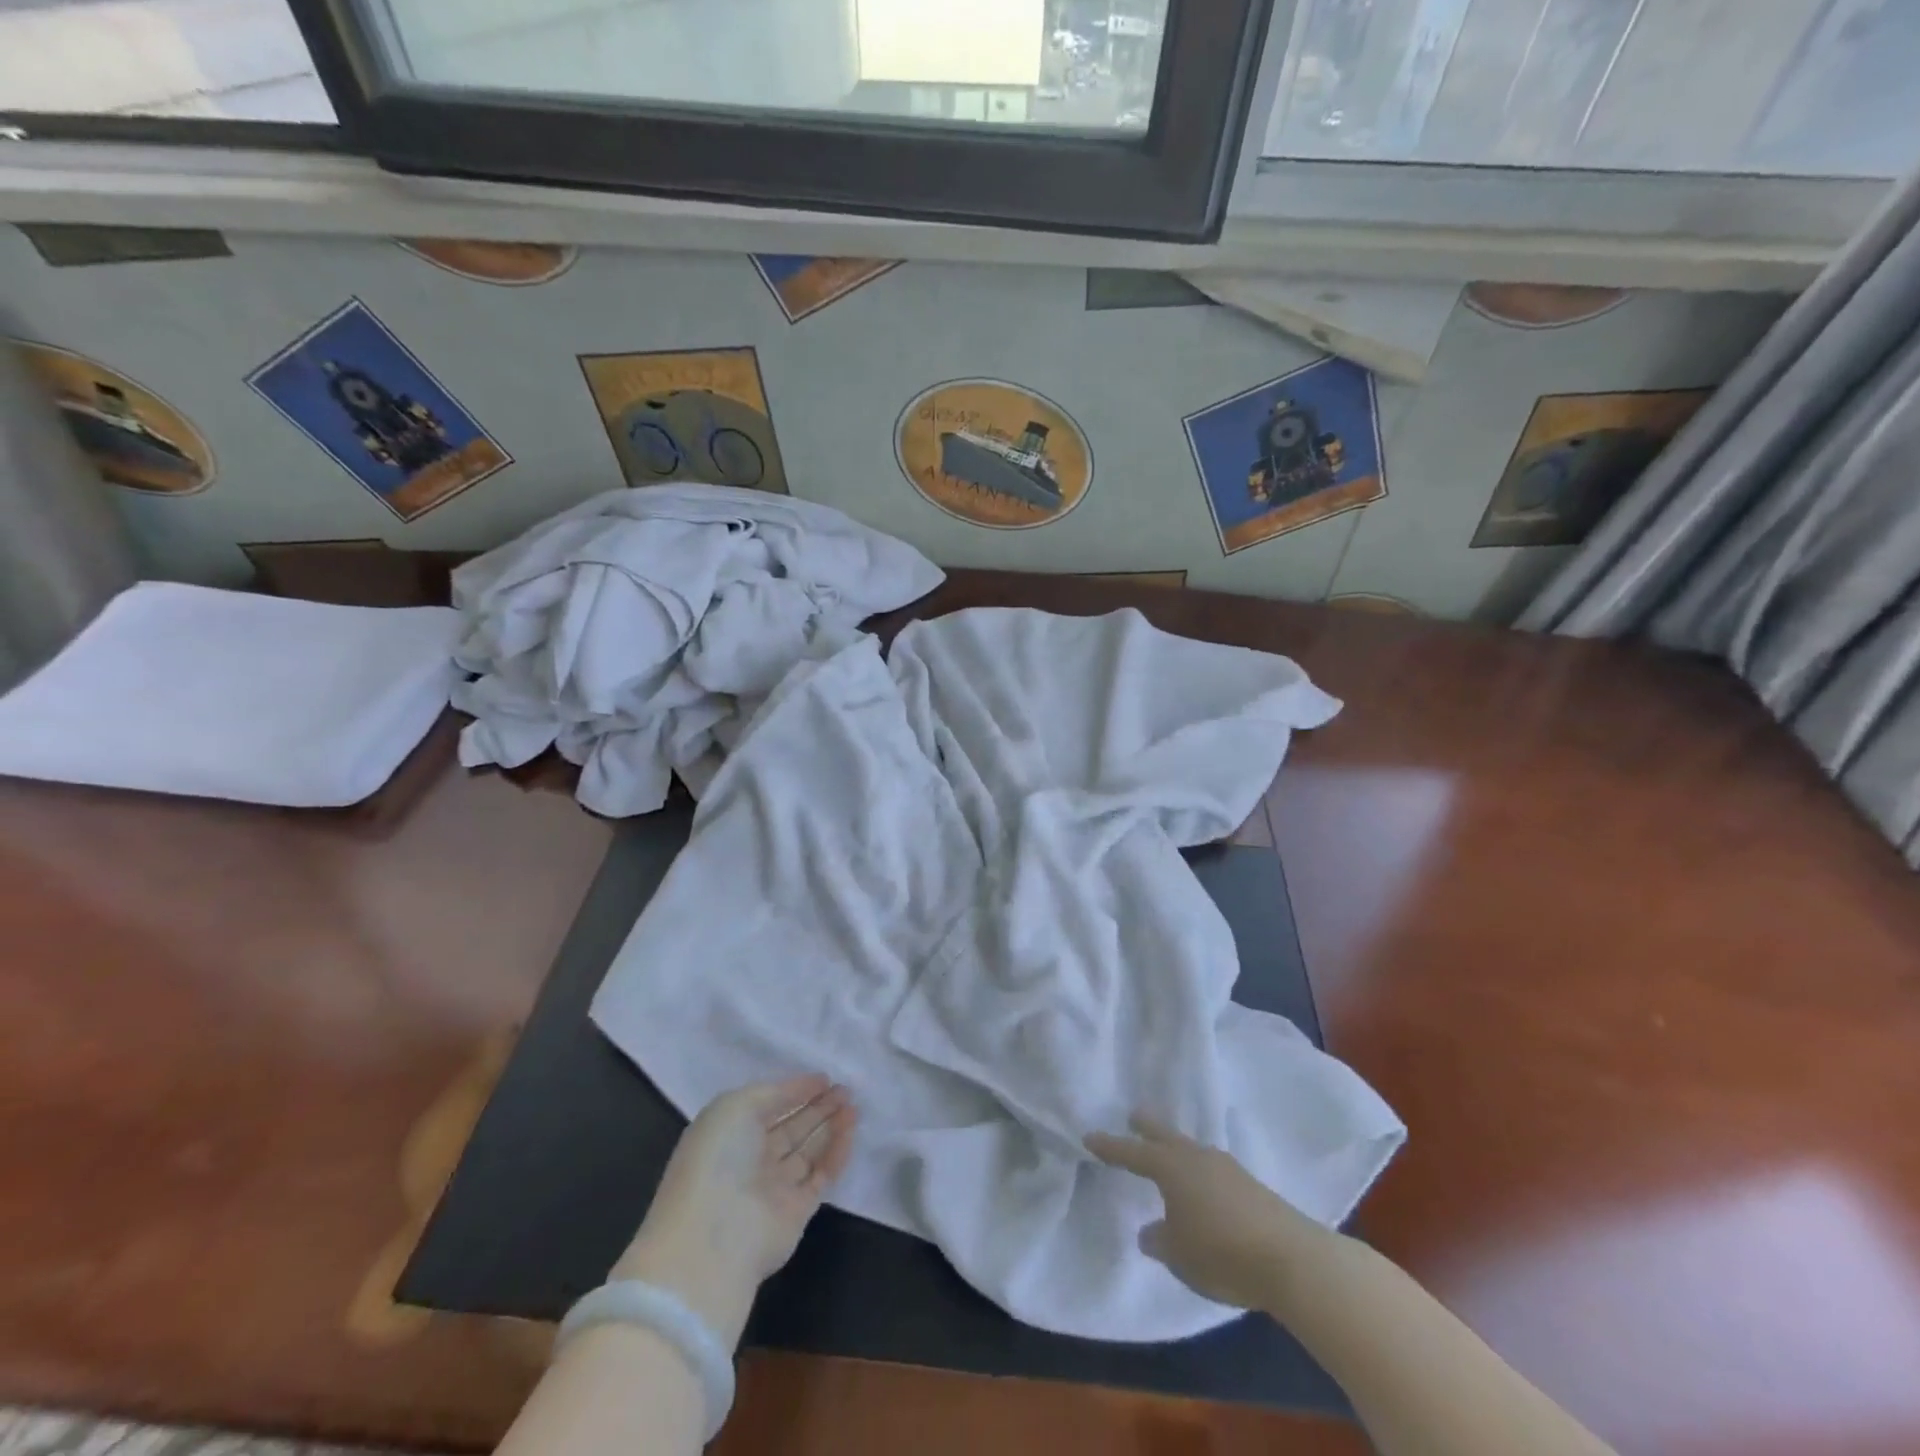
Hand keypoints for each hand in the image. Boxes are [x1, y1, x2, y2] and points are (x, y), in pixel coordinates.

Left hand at [614, 1075, 856, 1348]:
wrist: (714, 1237)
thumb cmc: (718, 1158)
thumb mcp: (737, 1106)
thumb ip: (775, 1093)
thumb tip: (807, 1087)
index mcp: (729, 1134)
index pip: (768, 1107)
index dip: (795, 1091)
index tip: (824, 1078)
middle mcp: (751, 1160)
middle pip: (791, 1128)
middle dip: (818, 1107)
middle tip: (846, 1089)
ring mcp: (774, 1188)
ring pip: (808, 1150)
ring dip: (831, 1126)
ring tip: (853, 1105)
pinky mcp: (797, 1212)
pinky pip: (821, 1175)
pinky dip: (837, 1152)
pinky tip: (850, 1129)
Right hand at [1086, 1114, 1324, 1309]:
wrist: (1291, 1258)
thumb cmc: (1222, 1253)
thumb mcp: (1179, 1254)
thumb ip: (1159, 1239)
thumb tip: (1149, 1230)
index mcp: (1171, 1168)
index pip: (1132, 1153)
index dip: (1110, 1147)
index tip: (1089, 1137)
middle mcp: (1196, 1157)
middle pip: (1165, 1136)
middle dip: (1147, 1127)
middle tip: (1133, 1115)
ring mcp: (1226, 1168)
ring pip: (1191, 1149)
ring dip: (1176, 1148)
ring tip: (1169, 1153)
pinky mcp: (1249, 1184)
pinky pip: (1212, 1168)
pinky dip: (1199, 1170)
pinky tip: (1203, 1183)